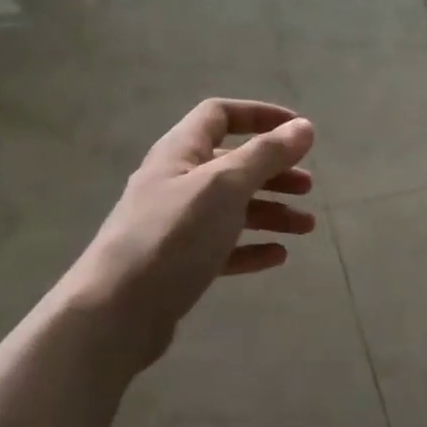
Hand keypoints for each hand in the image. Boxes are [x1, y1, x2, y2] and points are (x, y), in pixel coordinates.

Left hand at [57, 100, 315, 371]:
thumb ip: (265, 155)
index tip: (299, 132)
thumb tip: (304, 127)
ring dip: (270, 211)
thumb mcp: (224, 187)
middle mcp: (176, 182)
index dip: (260, 116)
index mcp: (180, 152)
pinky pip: (222, 247)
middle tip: (309, 188)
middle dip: (273, 172)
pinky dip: (251, 248)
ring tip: (305, 228)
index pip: (220, 115)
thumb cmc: (173, 237)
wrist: (117, 311)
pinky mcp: (179, 264)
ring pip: (231, 208)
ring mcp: (176, 225)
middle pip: (231, 165)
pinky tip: (277, 257)